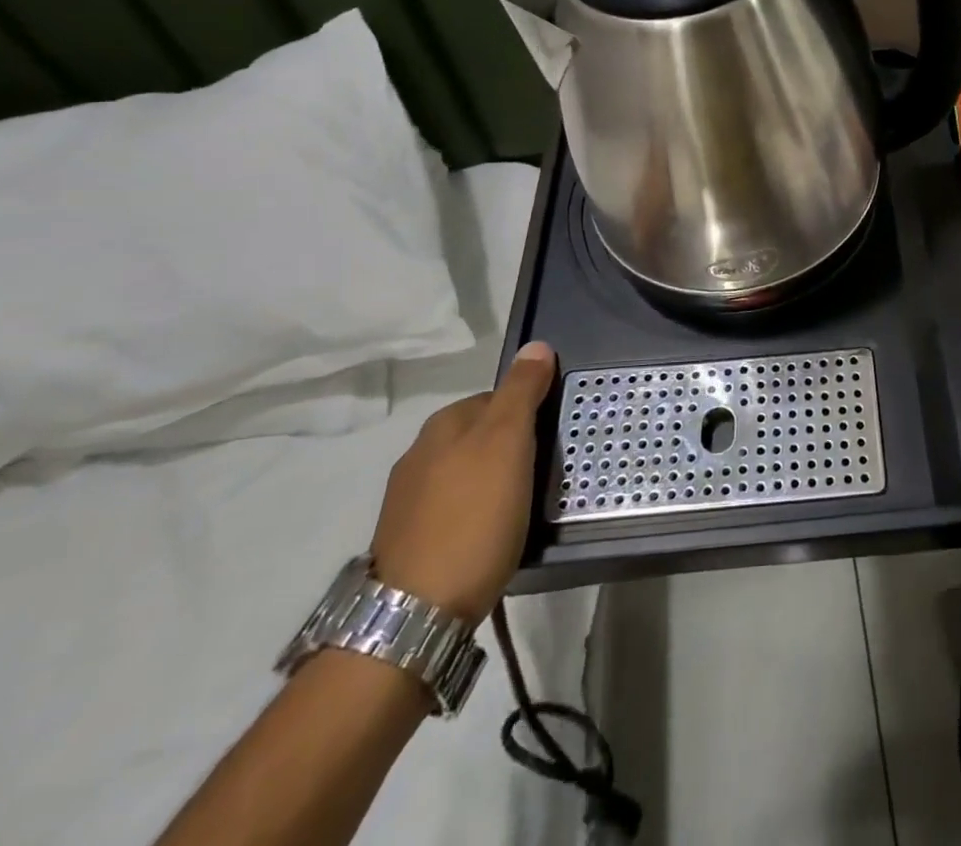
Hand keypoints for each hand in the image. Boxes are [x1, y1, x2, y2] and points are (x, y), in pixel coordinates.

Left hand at [369, 343, 555, 621]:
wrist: (415, 615)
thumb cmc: (474, 517)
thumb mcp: (509, 443)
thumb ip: (522, 392)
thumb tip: (536, 345)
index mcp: (442, 425)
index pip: (497, 397)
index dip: (530, 413)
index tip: (552, 439)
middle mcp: (419, 454)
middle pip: (481, 435)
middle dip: (512, 447)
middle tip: (544, 472)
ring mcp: (408, 501)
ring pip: (467, 473)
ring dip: (494, 481)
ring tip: (522, 507)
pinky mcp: (408, 541)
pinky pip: (455, 508)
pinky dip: (476, 513)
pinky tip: (490, 535)